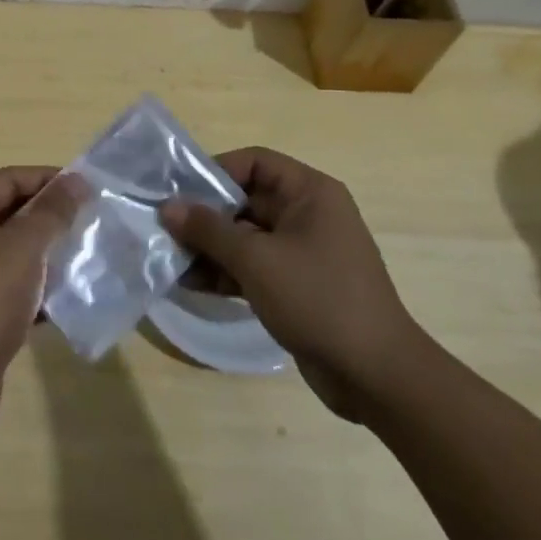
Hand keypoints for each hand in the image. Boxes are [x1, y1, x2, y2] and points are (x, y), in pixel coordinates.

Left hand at [0, 166, 81, 437]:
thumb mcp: (22, 249)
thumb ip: (51, 212)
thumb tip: (75, 180)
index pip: (11, 177)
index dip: (50, 180)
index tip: (90, 191)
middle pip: (11, 211)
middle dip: (52, 218)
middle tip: (94, 224)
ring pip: (13, 250)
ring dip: (48, 254)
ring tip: (88, 259)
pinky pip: (10, 284)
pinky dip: (36, 287)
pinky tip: (68, 298)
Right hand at [160, 147, 430, 418]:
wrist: (376, 377)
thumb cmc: (318, 299)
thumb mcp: (256, 259)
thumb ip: (209, 230)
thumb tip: (167, 207)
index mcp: (309, 193)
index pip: (254, 162)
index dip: (214, 171)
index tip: (179, 191)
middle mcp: (307, 215)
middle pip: (245, 200)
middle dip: (204, 216)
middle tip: (164, 228)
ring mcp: (302, 252)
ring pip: (245, 236)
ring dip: (210, 247)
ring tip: (170, 259)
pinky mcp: (296, 285)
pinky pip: (253, 266)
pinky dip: (225, 272)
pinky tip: (191, 284)